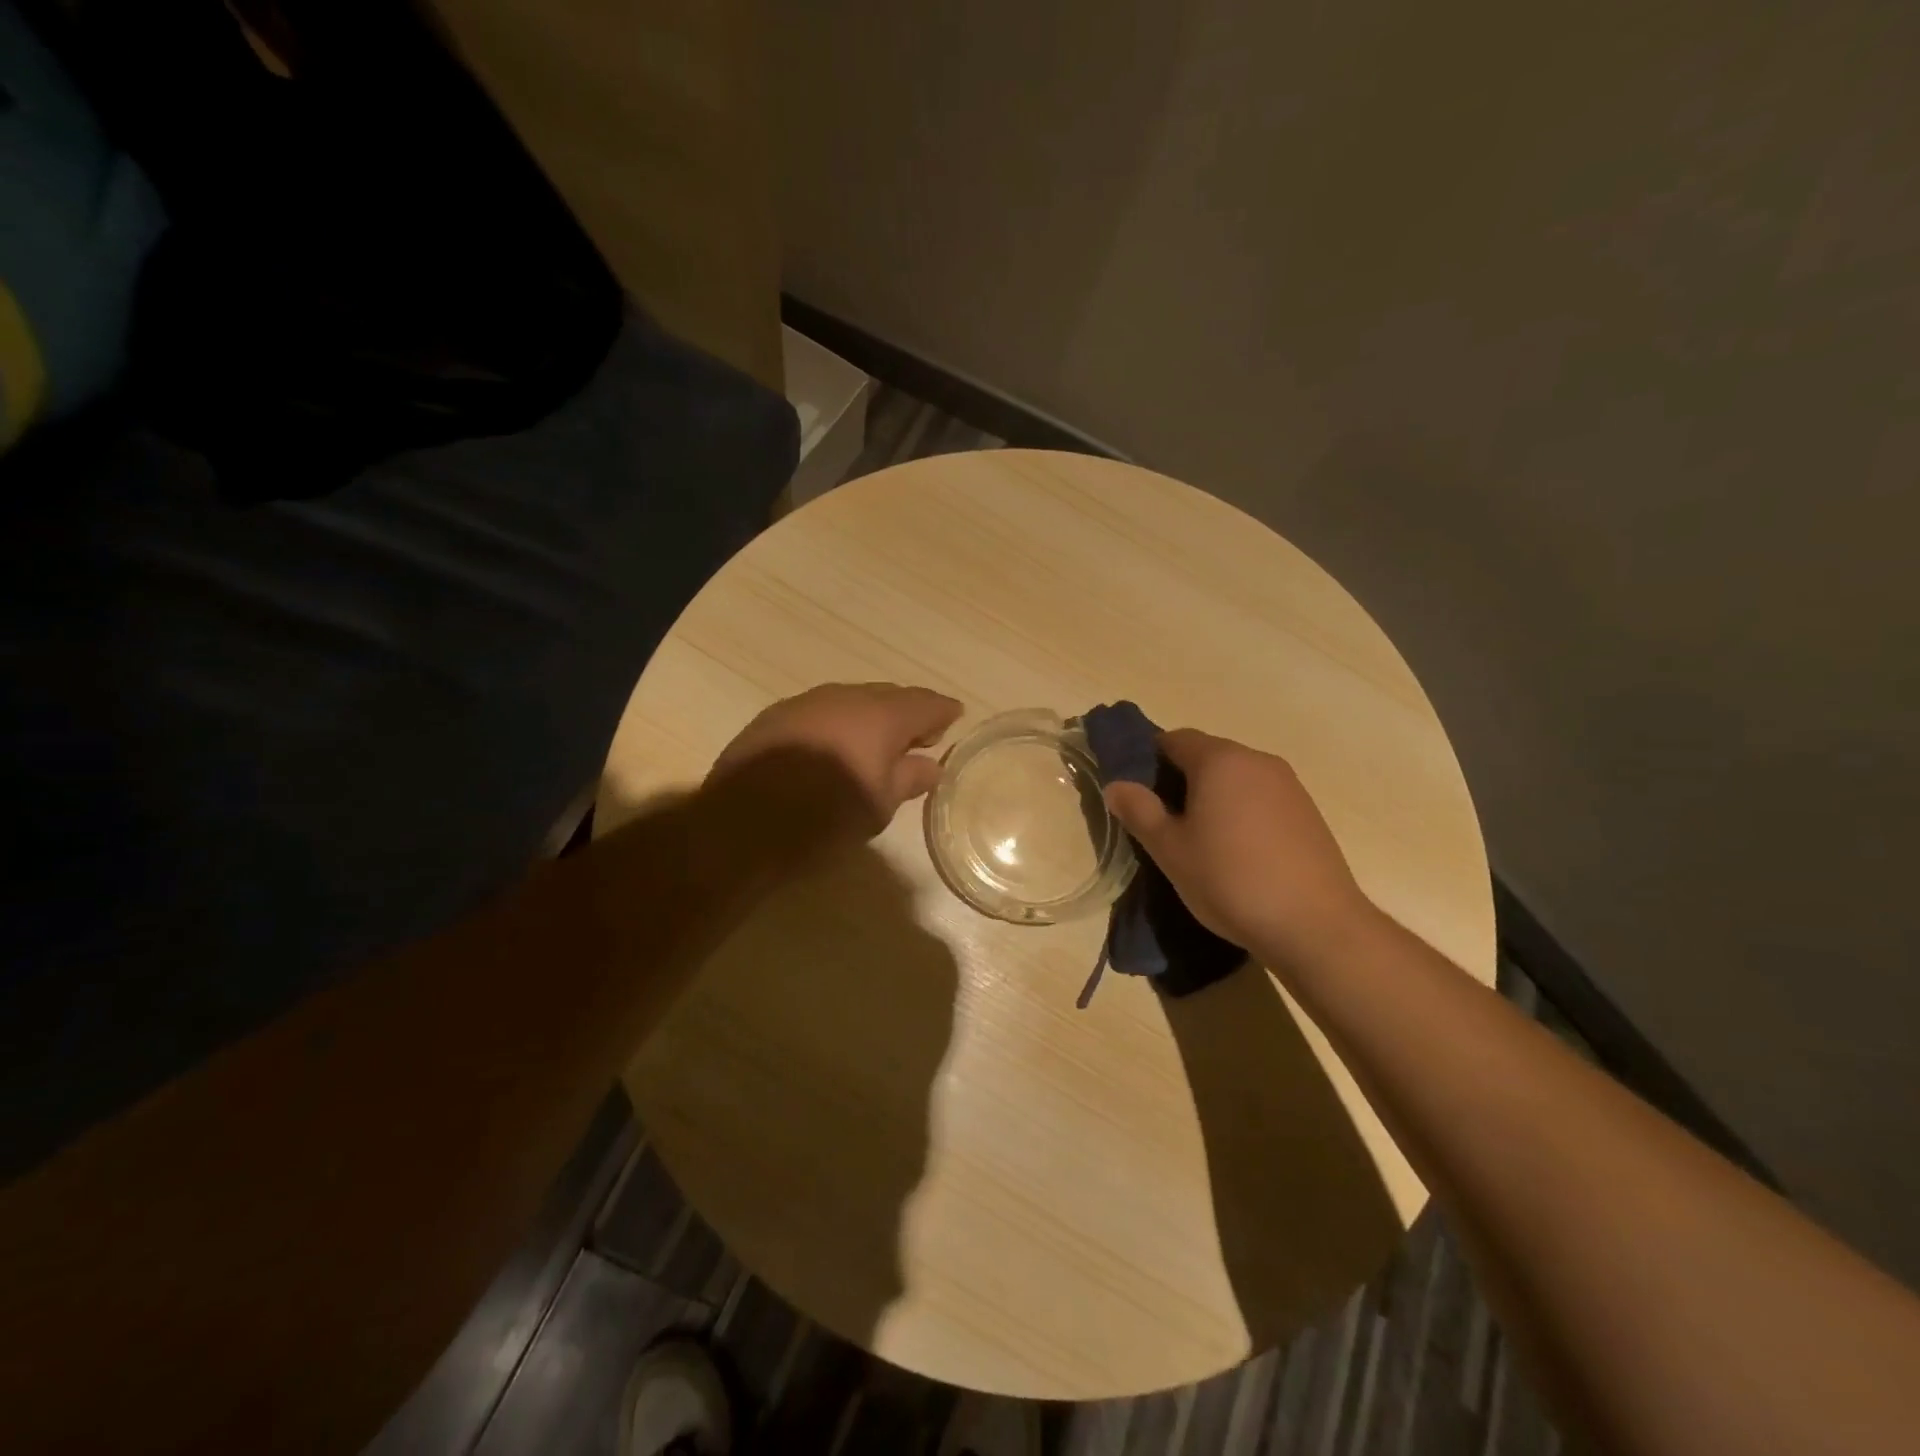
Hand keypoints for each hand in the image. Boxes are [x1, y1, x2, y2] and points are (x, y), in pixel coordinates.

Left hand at [707, 683, 962, 852]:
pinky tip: (834, 748)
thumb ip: (909, 778)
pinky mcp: (774, 717)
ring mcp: (806, 703)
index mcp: (880, 715)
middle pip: (887, 696)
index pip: (924, 703)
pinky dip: (837, 725)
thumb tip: (930, 766)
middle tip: (919, 736)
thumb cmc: (826, 818)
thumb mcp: (879, 806)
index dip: (943, 711)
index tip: (955, 717)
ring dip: (869, 718)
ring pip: (850, 701)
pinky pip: (820, 713)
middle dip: (906, 713)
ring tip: (876, 744)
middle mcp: (845, 697)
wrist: (743, 824)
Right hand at [1102, 729, 1376, 970]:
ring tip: (1200, 840)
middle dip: (1180, 780)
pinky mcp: (1308, 812)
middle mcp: (1257, 761)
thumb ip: (1139, 810)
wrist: (1315, 925)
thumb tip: (1116, 785)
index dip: (1148, 760)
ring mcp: (1289, 785)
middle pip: (1207, 756)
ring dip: (1213, 797)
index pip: (1173, 739)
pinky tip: (1238, 852)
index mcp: (1220, 760)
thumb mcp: (1169, 849)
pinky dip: (1241, 812)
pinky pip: (1261, 798)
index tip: (1137, 794)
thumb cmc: (1229, 880)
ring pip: (1236, 778)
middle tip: (1162, 821)